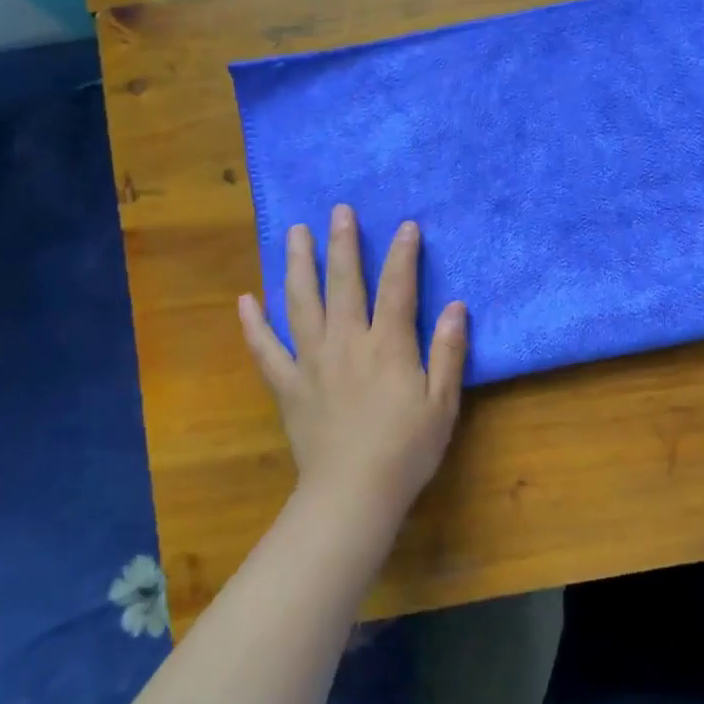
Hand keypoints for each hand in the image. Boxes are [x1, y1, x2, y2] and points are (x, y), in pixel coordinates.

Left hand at [238, 204, 466, 543]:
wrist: (352, 493)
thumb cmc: (407, 449)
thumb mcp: (443, 402)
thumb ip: (449, 352)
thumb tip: (457, 306)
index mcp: (388, 345)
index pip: (397, 288)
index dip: (403, 254)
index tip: (406, 225)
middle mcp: (347, 342)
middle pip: (343, 283)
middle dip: (343, 244)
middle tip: (339, 210)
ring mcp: (311, 362)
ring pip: (301, 303)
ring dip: (297, 265)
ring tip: (294, 233)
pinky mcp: (288, 385)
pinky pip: (266, 349)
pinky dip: (254, 324)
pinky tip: (246, 299)